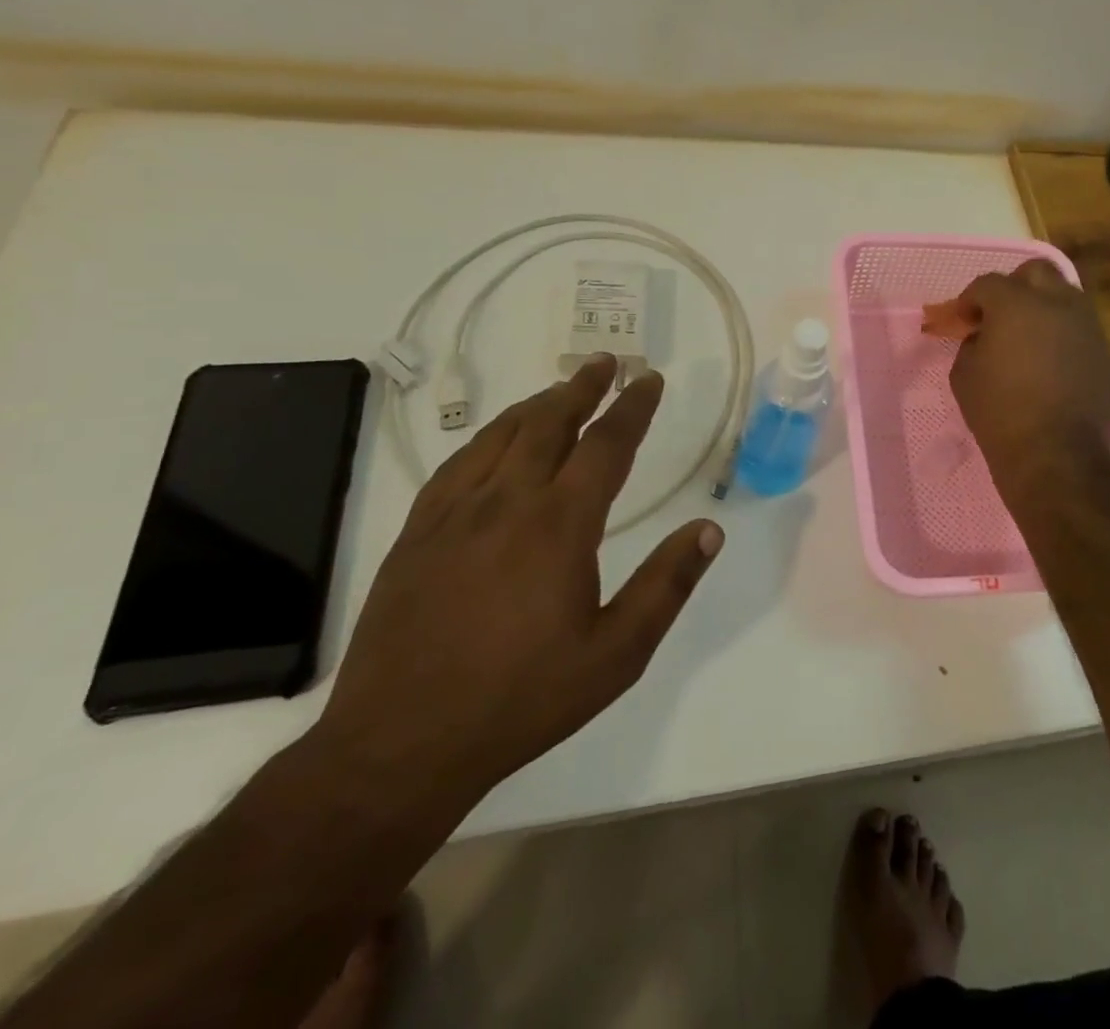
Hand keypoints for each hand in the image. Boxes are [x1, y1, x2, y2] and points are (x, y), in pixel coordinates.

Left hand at [315, 356, 722, 805]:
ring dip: (537, 405)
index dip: (632, 407)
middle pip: (549, 423)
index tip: (650, 379)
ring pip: (501, 436)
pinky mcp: (417, 535)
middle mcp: (506, 503)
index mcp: (559, 525)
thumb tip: (710, 529)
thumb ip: (666, 585)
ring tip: (560, 390)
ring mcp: (454, 515)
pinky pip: (457, 465)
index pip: (606, 445)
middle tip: (606, 362)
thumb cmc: (522, 699)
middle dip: (583, 387)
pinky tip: (495, 441)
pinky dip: (487, 438)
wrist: (399, 746)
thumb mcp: (616, 654)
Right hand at [948, 259, 1109, 495]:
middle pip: (1036, 273)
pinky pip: (1079, 328)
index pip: (987, 283)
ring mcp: (1087, 326)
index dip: (969, 299)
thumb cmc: (1000, 412)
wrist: (1057, 455)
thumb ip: (971, 344)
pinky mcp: (1104, 352)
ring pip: (1064, 296)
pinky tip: (1049, 362)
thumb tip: (984, 336)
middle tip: (998, 316)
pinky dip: (1061, 334)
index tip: (961, 320)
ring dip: (1042, 307)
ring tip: (1026, 337)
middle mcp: (1057, 303)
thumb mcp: (964, 375)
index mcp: (1016, 303)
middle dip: (1013, 287)